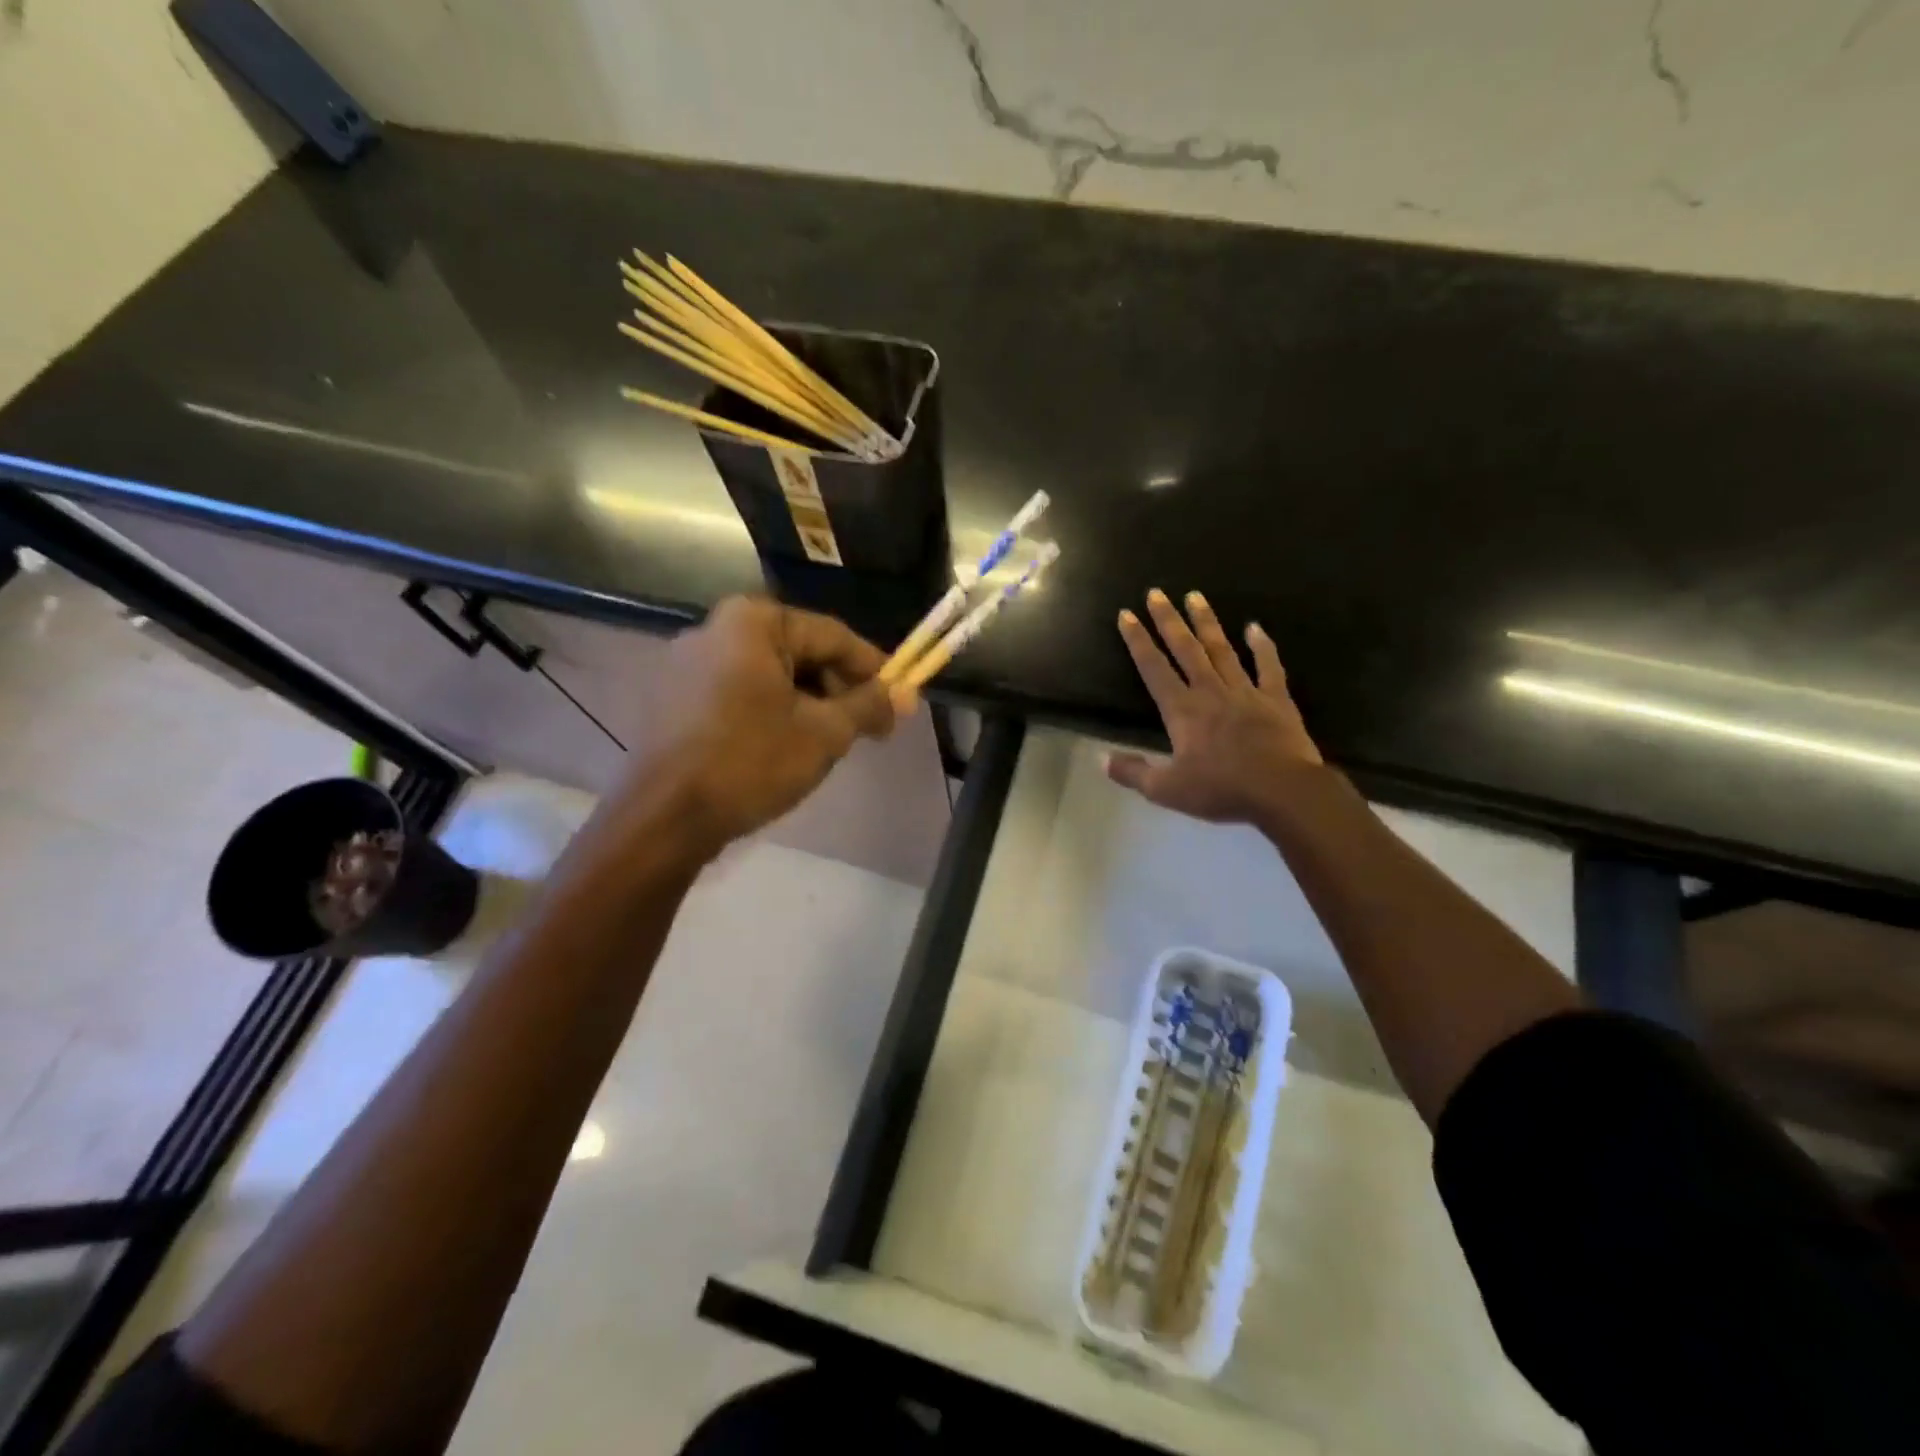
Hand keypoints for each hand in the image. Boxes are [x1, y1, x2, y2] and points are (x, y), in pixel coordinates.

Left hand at [625, 597, 894, 854]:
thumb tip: (907, 694)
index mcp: (752, 622)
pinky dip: (770, 711)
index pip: (832, 636)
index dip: (873, 669)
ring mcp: (686, 663)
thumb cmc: (751, 762)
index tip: (899, 700)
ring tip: (830, 741)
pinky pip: (738, 692)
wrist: (665, 818)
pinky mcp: (672, 696)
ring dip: (807, 703)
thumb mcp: (824, 733)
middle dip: (838, 690)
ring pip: (769, 675)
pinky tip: (785, 745)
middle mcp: (714, 628)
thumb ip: (869, 705)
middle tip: (867, 729)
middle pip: (799, 652)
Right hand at [1108, 589, 1322, 823]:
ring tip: (1195, 596)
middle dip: (1168, 620)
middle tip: (1156, 593)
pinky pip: (1268, 666)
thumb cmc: (1222, 789)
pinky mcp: (1276, 699)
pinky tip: (1255, 627)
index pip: (1153, 668)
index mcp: (1182, 710)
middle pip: (1185, 649)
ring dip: (1206, 622)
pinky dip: (1262, 646)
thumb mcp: (1167, 789)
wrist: (1283, 791)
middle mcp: (1210, 691)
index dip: (1137, 641)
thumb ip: (1133, 772)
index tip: (1126, 615)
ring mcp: (1245, 691)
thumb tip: (1100, 759)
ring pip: (1221, 649)